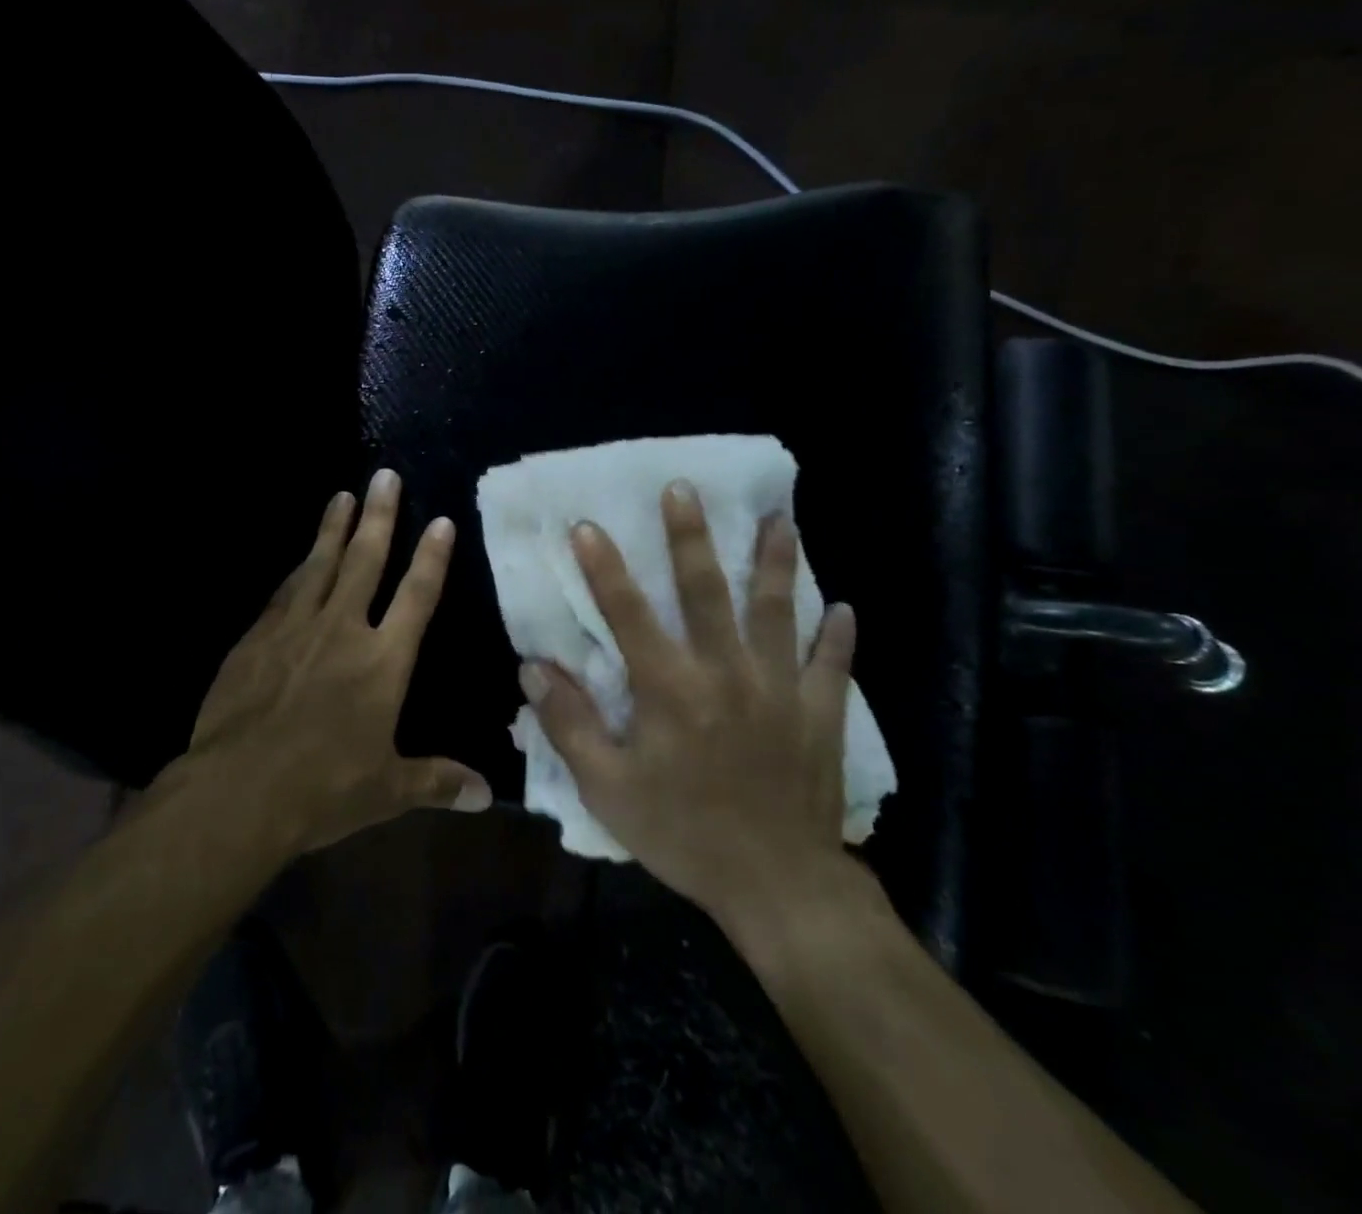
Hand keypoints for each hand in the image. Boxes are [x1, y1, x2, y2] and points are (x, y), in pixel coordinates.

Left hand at [181, 468, 491, 854]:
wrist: (238, 790)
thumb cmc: (323, 789)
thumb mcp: (388, 790)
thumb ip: (437, 781)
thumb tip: (487, 794)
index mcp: (383, 661)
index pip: (416, 596)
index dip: (431, 557)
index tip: (439, 520)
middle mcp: (342, 630)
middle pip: (366, 561)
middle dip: (379, 516)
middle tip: (383, 475)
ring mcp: (294, 628)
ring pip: (320, 565)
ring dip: (333, 529)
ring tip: (342, 496)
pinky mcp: (256, 637)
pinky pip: (283, 592)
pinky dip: (297, 570)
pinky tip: (300, 558)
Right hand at [519, 481, 882, 946]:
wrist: (778, 888)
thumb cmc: (683, 834)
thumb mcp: (608, 788)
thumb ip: (570, 724)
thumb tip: (533, 668)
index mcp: (671, 690)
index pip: (629, 614)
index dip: (605, 568)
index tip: (588, 525)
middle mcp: (727, 674)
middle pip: (707, 592)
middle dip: (691, 538)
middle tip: (684, 490)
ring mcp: (781, 691)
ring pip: (778, 612)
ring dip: (776, 563)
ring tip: (781, 520)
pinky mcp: (820, 716)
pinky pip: (832, 666)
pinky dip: (838, 635)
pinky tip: (843, 606)